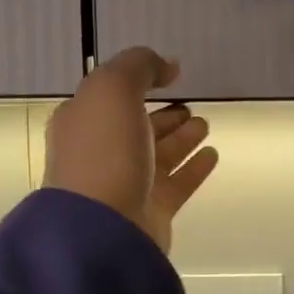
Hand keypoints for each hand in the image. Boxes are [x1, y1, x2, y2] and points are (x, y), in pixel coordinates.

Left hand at [44, 48, 219, 253]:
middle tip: (190, 107)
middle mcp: (101, 153)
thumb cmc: (103, 152)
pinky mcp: (150, 212)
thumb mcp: (113, 89)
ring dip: (181, 139)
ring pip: (159, 156)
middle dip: (163, 116)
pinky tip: (212, 155)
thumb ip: (139, 67)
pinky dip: (193, 168)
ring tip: (205, 125)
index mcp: (82, 123)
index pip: (111, 98)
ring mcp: (125, 185)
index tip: (169, 77)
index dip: (138, 84)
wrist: (103, 228)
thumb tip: (168, 65)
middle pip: (137, 128)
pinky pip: (176, 184)